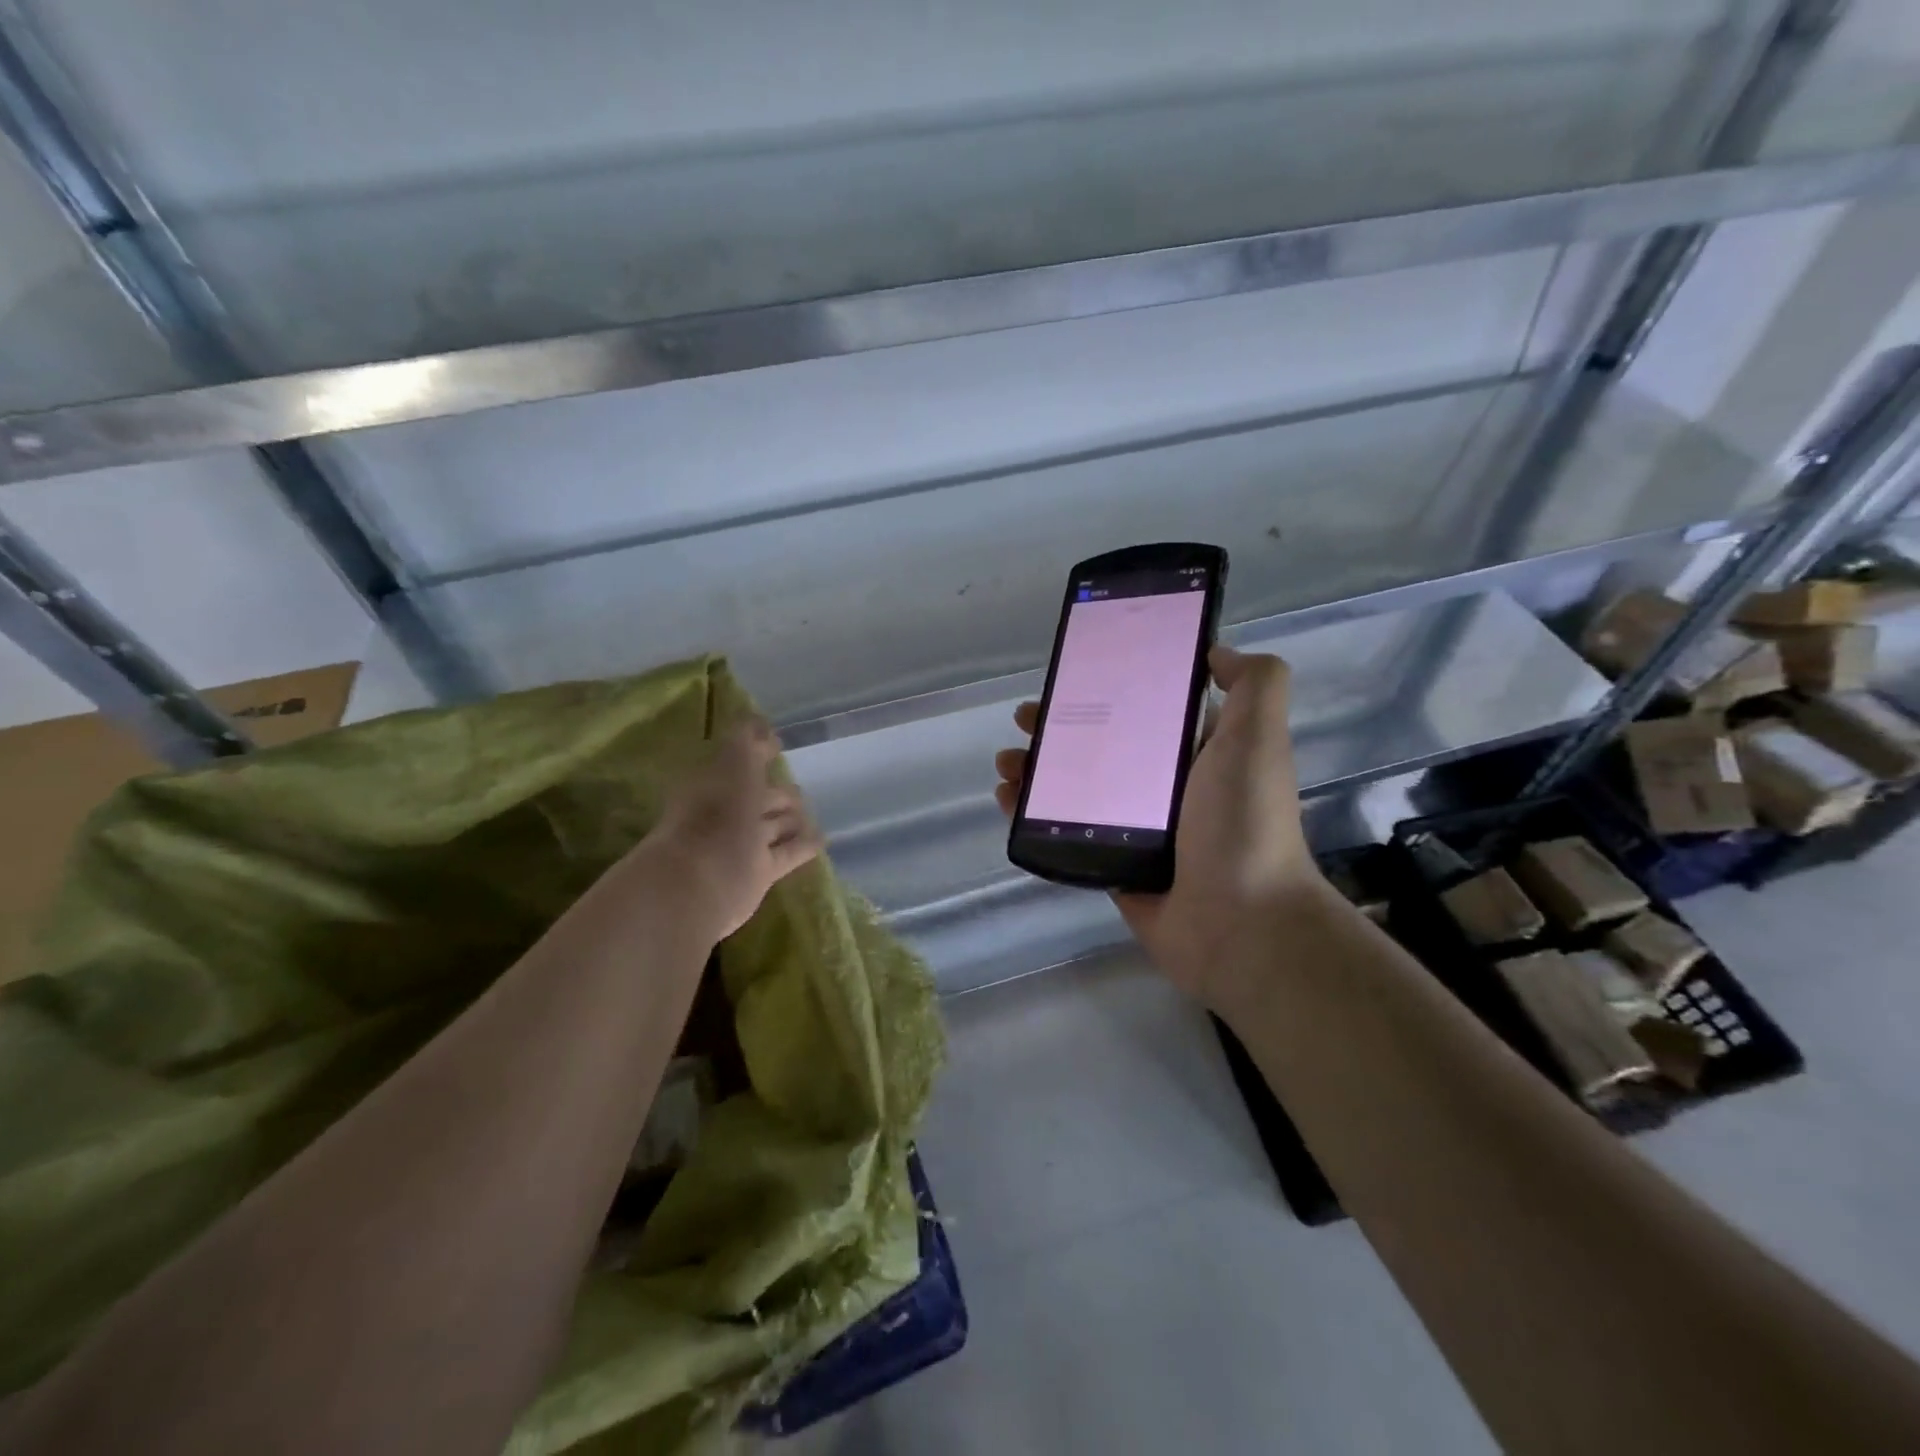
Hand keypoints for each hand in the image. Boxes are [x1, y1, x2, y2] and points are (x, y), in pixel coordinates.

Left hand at [634, 718, 822, 941]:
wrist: (700, 881)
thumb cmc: (716, 814)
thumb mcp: (734, 764)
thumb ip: (747, 741)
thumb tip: (758, 720)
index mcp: (715, 784)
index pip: (742, 762)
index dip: (759, 752)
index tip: (778, 745)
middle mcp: (727, 814)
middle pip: (758, 798)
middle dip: (777, 793)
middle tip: (798, 791)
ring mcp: (742, 845)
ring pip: (772, 827)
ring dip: (790, 821)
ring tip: (809, 816)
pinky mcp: (758, 874)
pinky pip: (787, 854)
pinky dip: (803, 845)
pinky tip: (822, 839)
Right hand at [995, 646, 1324, 1009]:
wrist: (1240, 923)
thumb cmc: (1243, 822)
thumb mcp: (1257, 738)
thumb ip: (1254, 683)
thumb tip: (1215, 652)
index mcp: (1196, 753)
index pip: (1142, 709)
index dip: (1105, 688)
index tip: (1069, 676)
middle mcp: (1165, 787)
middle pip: (1099, 745)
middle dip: (1058, 727)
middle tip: (1025, 719)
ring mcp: (1135, 828)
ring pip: (1074, 788)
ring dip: (1037, 769)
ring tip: (1008, 762)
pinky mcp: (1111, 864)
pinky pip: (1064, 831)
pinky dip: (1031, 814)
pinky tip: (1006, 799)